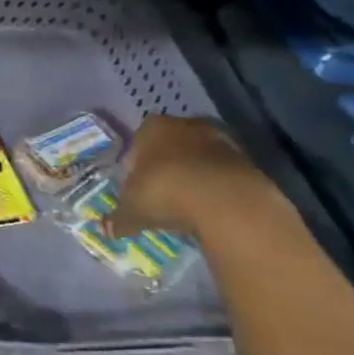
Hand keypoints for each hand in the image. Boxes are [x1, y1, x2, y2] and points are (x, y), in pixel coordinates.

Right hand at [107, 114, 265, 239]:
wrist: (227, 201)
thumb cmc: (165, 193)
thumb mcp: (132, 210)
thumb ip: (118, 219)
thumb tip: (104, 229)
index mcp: (152, 127)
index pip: (138, 142)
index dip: (135, 166)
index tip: (136, 189)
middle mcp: (186, 125)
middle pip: (171, 146)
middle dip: (166, 167)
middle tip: (161, 196)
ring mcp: (221, 139)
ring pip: (199, 158)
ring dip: (194, 177)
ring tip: (187, 205)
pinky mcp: (249, 159)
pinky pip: (223, 173)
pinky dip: (217, 187)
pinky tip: (210, 209)